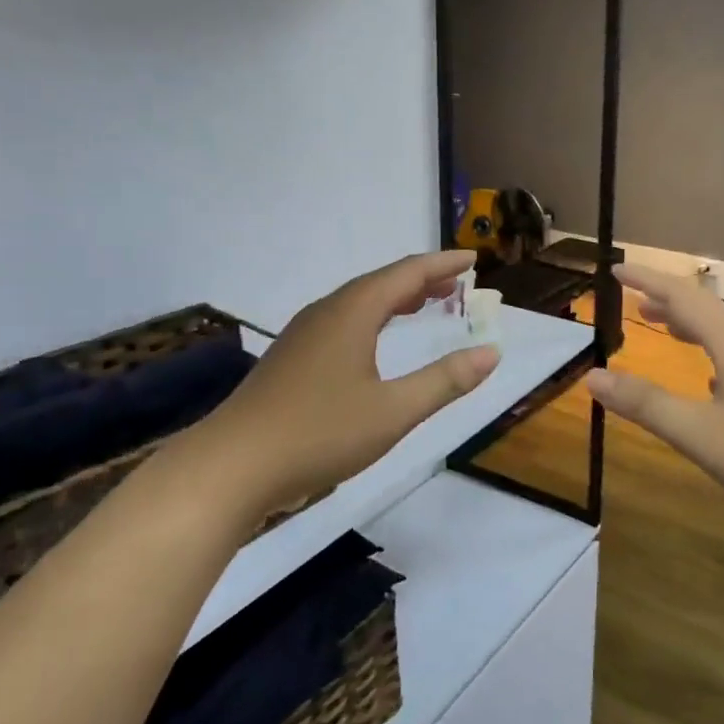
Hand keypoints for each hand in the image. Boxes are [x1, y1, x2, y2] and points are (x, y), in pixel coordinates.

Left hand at [198, 251, 499, 523]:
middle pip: (381, 283)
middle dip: (422, 280)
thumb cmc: (319, 434)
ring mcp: (303, 335)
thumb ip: (445, 381)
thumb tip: (491, 352)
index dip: (442, 265)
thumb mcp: (393, 411)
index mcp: (352, 313)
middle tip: (458, 284)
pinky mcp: (291, 358)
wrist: (232, 466)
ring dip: (396, 299)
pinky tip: (375, 343)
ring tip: (426, 305)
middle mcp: (326, 312)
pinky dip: (373, 319)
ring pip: (358, 303)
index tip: (472, 258)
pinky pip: (343, 322)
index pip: (406, 274)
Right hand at [584, 264, 723, 537]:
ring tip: (666, 328)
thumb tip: (592, 376)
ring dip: (692, 325)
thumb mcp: (700, 433)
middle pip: (706, 309)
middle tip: (635, 301)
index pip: (681, 296)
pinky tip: (713, 378)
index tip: (616, 269)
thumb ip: (645, 404)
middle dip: (667, 301)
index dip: (647, 280)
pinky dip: (715, 350)